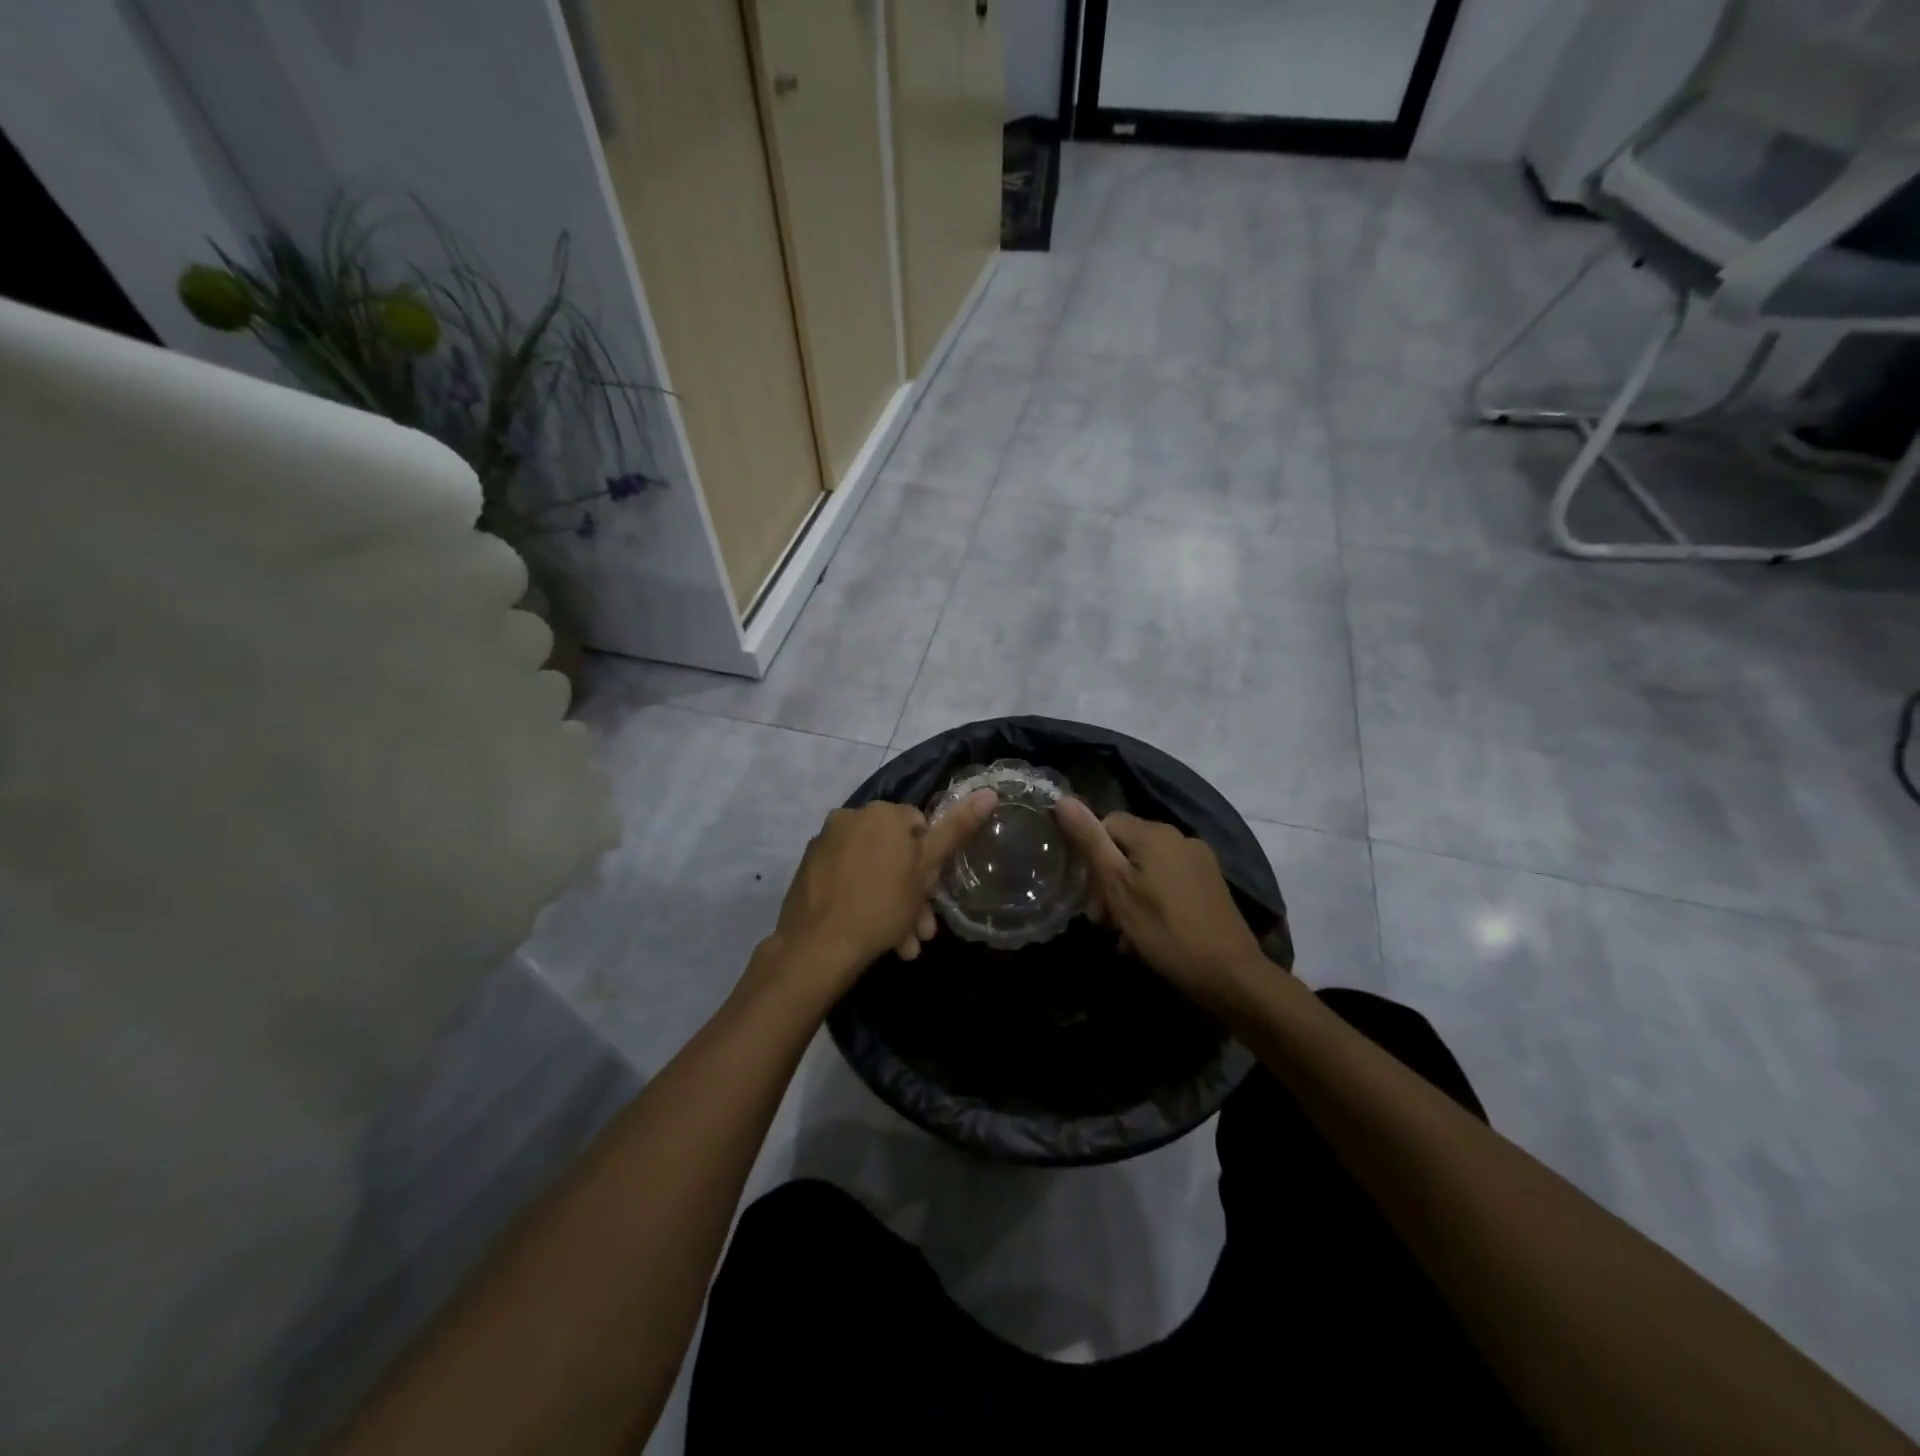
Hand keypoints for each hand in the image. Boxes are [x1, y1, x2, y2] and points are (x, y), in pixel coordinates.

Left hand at [761, 791, 998, 1002]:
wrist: (818, 946)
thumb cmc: (882, 904)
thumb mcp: (926, 869)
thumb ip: (957, 829)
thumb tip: (989, 792)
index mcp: (880, 812)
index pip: (919, 826)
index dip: (930, 861)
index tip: (932, 893)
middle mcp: (849, 818)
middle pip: (893, 852)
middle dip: (912, 891)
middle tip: (921, 927)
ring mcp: (824, 844)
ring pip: (871, 870)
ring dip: (892, 904)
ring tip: (902, 943)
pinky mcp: (808, 870)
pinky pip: (846, 881)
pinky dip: (863, 901)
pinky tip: (875, 935)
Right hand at [1055, 799, 1271, 1012]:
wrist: (1230, 974)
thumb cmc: (1165, 929)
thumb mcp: (1117, 887)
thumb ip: (1090, 842)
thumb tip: (1062, 799)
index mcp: (1155, 833)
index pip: (1107, 824)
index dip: (1091, 857)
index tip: (1091, 898)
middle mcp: (1180, 838)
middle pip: (1127, 848)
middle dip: (1108, 883)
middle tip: (1104, 922)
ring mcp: (1199, 862)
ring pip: (1147, 870)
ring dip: (1128, 898)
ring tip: (1124, 935)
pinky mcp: (1210, 886)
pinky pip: (1168, 884)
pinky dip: (1152, 903)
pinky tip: (1147, 936)